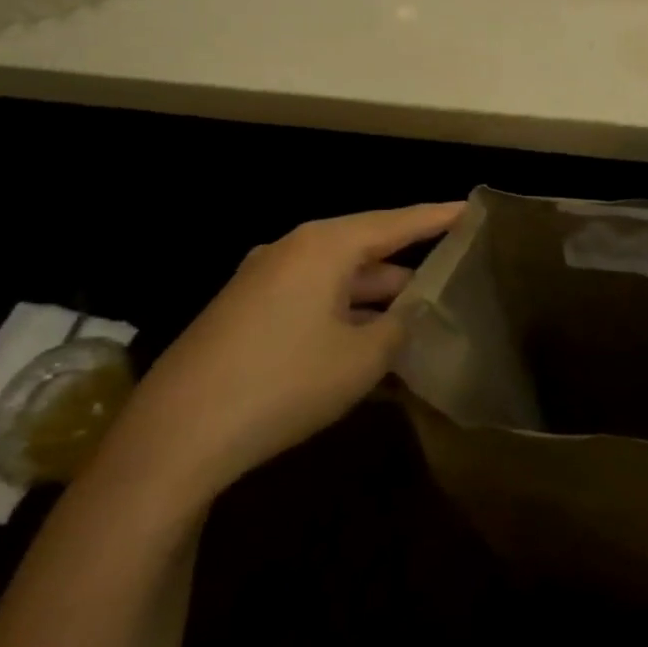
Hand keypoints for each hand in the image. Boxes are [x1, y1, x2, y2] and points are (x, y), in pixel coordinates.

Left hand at [103, 203, 464, 510]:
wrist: (174, 436)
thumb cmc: (284, 383)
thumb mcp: (362, 358)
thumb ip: (400, 327)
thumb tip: (411, 314)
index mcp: (324, 246)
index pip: (397, 222)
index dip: (438, 217)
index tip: (472, 210)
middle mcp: (292, 250)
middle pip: (366, 249)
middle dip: (408, 269)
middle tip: (452, 279)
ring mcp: (262, 281)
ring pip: (338, 280)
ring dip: (376, 301)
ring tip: (417, 325)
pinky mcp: (245, 313)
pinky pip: (310, 302)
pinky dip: (343, 318)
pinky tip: (366, 350)